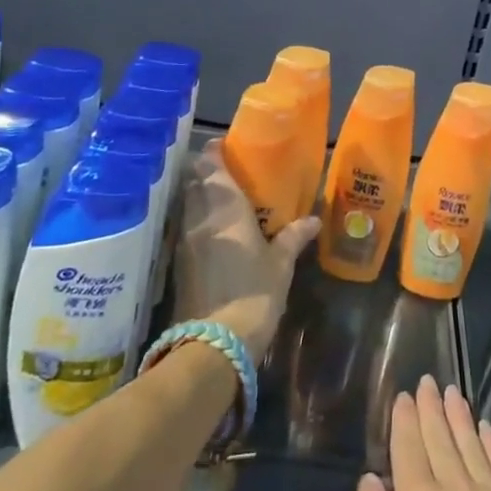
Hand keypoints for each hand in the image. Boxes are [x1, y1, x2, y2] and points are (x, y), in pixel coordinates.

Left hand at [173, 140, 317, 360]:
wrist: (213, 344)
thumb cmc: (254, 294)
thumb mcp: (281, 264)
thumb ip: (293, 237)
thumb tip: (313, 219)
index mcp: (225, 208)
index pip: (211, 166)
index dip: (214, 152)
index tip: (225, 146)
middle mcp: (200, 217)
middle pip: (194, 182)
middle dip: (206, 172)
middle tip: (228, 171)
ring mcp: (184, 241)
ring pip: (187, 204)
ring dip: (199, 195)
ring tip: (221, 198)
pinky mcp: (177, 263)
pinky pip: (185, 227)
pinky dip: (196, 220)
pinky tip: (212, 230)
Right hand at [347, 377, 490, 490]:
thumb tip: (369, 479)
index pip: (408, 446)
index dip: (405, 418)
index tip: (404, 395)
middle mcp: (455, 487)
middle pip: (440, 438)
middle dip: (431, 407)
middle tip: (428, 380)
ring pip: (471, 444)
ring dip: (460, 416)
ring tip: (453, 392)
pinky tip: (486, 428)